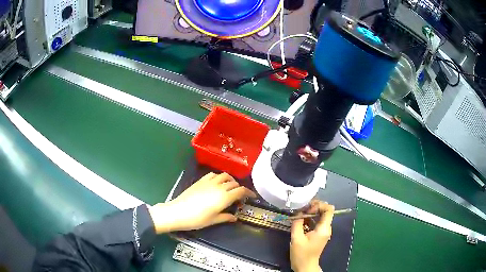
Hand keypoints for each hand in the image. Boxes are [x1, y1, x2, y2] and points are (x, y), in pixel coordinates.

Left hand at [149, 172, 255, 233]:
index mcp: (224, 197)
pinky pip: (213, 174)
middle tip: (240, 196)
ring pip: (224, 176)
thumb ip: (226, 217)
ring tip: (230, 187)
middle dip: (240, 188)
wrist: (177, 212)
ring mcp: (209, 182)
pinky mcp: (200, 180)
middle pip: (234, 183)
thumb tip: (235, 217)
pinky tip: (217, 182)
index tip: (252, 196)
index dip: (249, 193)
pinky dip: (219, 177)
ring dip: (231, 180)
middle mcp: (219, 186)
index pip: (241, 191)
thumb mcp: (213, 220)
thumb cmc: (197, 219)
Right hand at [290, 200, 334, 271]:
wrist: (305, 266)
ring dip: (310, 213)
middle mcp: (326, 228)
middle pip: (325, 211)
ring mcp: (323, 231)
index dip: (319, 205)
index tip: (307, 209)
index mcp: (323, 229)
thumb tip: (297, 212)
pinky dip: (309, 219)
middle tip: (301, 209)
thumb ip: (297, 223)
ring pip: (320, 216)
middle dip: (313, 207)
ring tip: (299, 214)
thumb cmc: (301, 254)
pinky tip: (300, 221)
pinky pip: (317, 222)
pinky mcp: (319, 234)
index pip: (329, 209)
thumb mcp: (296, 238)